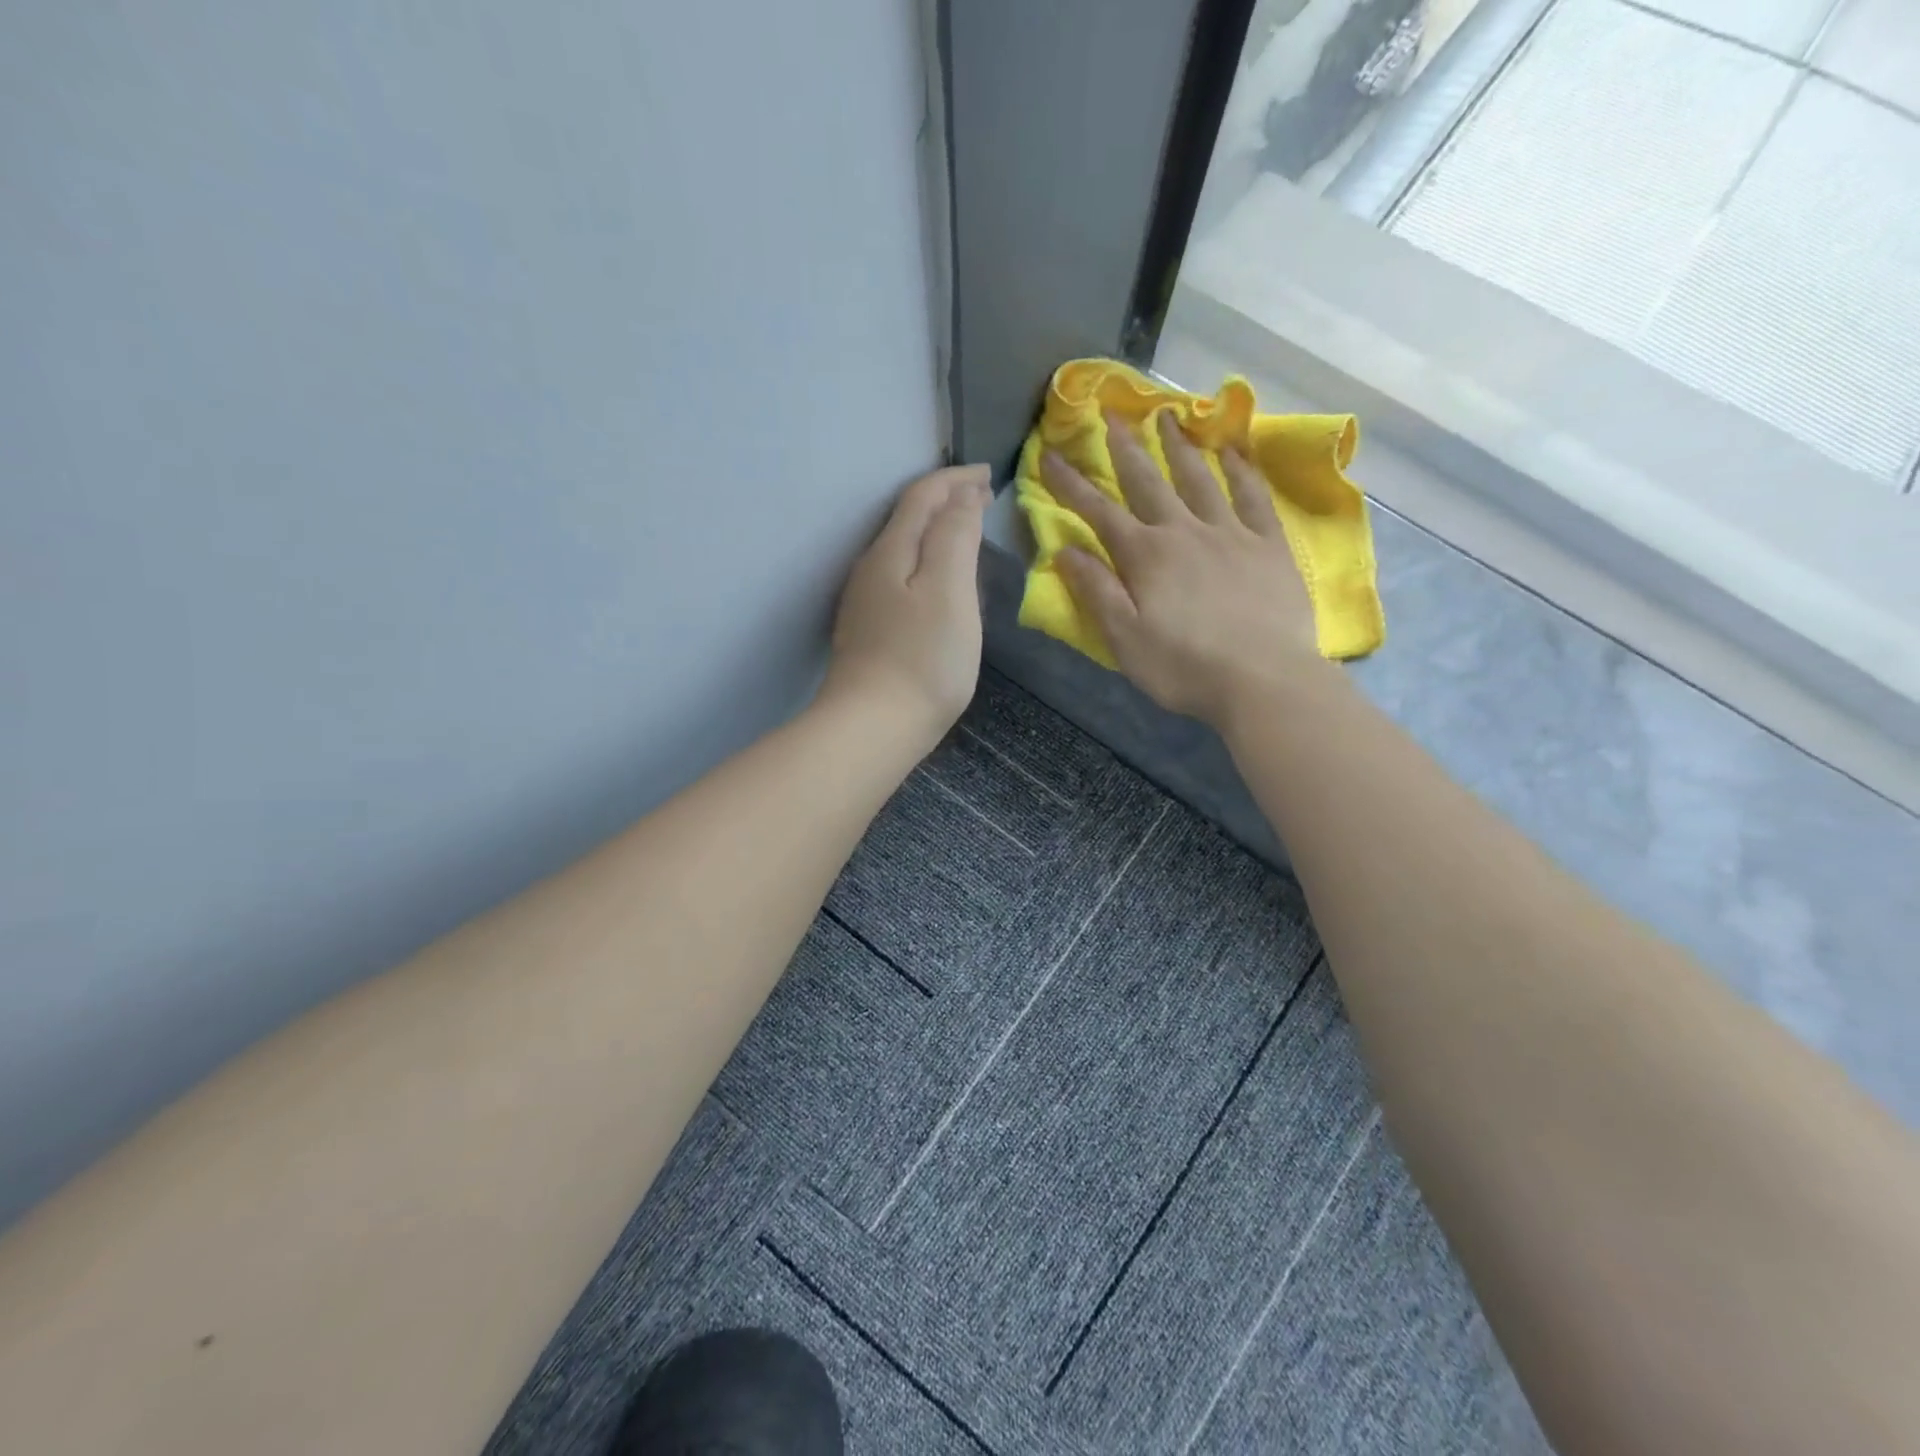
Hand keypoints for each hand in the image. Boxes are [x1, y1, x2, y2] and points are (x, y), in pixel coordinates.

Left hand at [822, 464, 989, 748]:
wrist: (873, 727)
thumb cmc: (923, 658)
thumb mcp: (949, 589)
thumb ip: (956, 536)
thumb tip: (962, 496)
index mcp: (891, 551)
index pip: (922, 496)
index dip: (956, 479)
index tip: (989, 475)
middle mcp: (871, 569)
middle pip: (908, 519)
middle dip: (946, 501)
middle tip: (982, 498)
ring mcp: (866, 603)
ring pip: (903, 550)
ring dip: (935, 532)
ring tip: (966, 532)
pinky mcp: (869, 633)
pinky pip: (900, 579)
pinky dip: (926, 564)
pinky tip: (940, 584)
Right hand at [1043, 410, 1326, 726]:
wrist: (1264, 680)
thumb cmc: (1185, 667)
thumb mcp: (1125, 639)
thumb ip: (1096, 591)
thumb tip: (1064, 550)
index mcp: (1146, 556)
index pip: (1099, 512)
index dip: (1070, 484)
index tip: (1049, 455)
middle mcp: (1184, 532)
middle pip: (1148, 482)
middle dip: (1124, 447)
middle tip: (1110, 412)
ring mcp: (1231, 533)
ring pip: (1199, 479)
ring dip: (1178, 446)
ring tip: (1167, 414)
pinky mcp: (1269, 545)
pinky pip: (1254, 497)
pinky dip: (1242, 471)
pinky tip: (1233, 451)